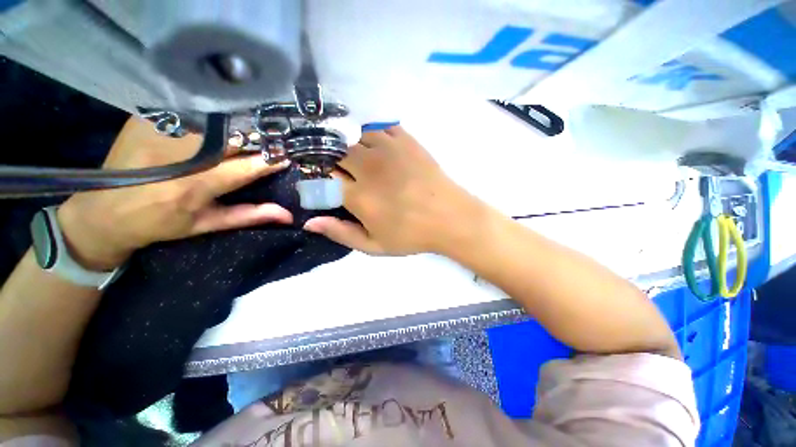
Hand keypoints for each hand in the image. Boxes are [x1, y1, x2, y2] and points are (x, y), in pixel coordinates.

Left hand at [57, 117, 291, 270]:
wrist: (102, 210)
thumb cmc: (160, 222)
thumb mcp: (206, 224)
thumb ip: (249, 216)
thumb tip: (287, 215)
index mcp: (193, 187)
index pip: (245, 167)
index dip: (269, 160)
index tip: (286, 156)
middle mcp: (176, 157)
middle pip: (230, 138)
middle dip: (255, 138)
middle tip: (270, 140)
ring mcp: (158, 133)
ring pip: (212, 120)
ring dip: (235, 125)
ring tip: (248, 129)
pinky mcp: (146, 119)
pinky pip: (189, 110)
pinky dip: (210, 114)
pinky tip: (217, 119)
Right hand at [303, 126, 480, 254]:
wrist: (450, 218)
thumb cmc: (412, 235)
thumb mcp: (374, 246)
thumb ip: (341, 233)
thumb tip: (310, 222)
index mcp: (359, 196)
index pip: (325, 177)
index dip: (324, 180)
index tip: (332, 186)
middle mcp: (369, 167)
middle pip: (338, 152)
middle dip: (338, 162)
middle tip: (352, 176)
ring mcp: (389, 150)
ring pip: (358, 137)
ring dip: (356, 148)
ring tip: (367, 163)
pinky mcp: (407, 141)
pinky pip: (381, 129)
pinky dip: (376, 137)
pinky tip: (383, 151)